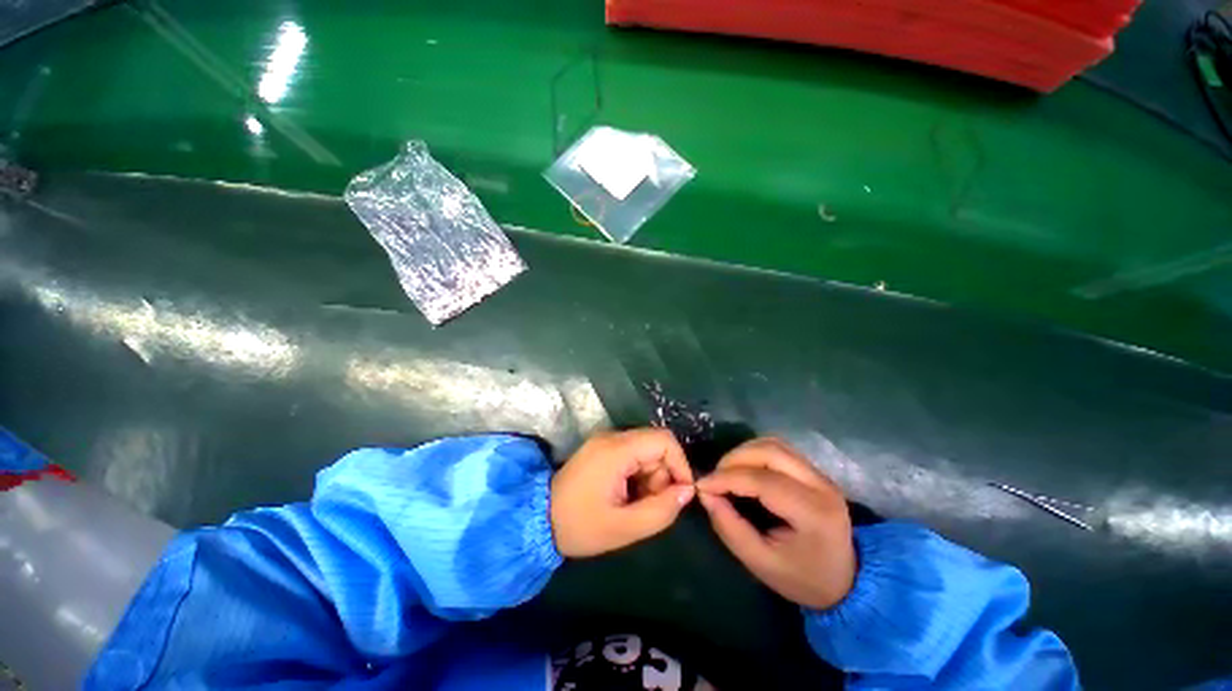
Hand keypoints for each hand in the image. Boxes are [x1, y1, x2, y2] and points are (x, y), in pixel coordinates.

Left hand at [551, 429, 695, 557]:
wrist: (539, 519)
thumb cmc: (580, 525)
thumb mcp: (624, 527)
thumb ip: (661, 510)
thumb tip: (687, 490)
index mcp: (616, 450)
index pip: (664, 440)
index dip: (680, 464)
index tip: (680, 494)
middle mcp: (612, 437)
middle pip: (656, 445)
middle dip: (662, 476)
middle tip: (650, 504)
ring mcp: (605, 441)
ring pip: (646, 451)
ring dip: (650, 477)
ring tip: (635, 504)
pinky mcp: (602, 448)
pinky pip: (633, 455)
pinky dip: (638, 475)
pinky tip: (626, 495)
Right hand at [696, 438, 854, 609]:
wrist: (847, 583)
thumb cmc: (802, 578)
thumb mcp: (761, 562)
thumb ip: (729, 527)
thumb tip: (704, 494)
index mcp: (813, 513)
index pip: (763, 480)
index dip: (727, 478)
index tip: (702, 485)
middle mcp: (821, 486)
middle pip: (770, 451)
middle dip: (734, 459)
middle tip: (715, 477)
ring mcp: (821, 475)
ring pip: (774, 444)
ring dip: (744, 453)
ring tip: (727, 473)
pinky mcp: (815, 472)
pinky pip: (779, 449)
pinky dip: (755, 453)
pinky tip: (744, 470)